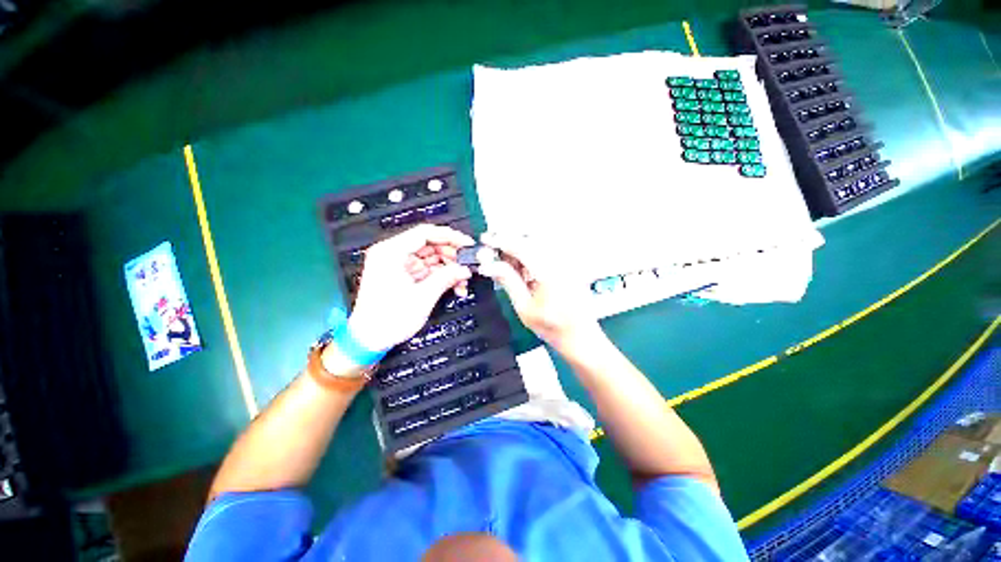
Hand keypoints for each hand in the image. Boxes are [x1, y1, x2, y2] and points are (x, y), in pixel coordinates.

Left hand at [347, 225, 473, 352]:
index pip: (425, 233)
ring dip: (449, 268)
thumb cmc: (387, 319)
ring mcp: (399, 265)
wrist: (370, 339)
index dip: (450, 236)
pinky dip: (442, 276)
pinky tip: (454, 286)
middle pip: (430, 245)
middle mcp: (393, 254)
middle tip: (467, 265)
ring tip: (462, 280)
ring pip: (432, 257)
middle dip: (452, 256)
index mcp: (390, 253)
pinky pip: (428, 269)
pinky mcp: (404, 275)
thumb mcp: (423, 297)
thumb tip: (464, 269)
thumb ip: (446, 278)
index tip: (467, 244)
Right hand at [476, 232, 599, 349]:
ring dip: (518, 247)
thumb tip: (489, 265)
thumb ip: (507, 281)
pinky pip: (546, 250)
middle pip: (529, 239)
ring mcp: (567, 261)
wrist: (580, 335)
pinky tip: (523, 268)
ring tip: (506, 263)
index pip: (521, 246)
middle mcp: (561, 261)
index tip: (485, 240)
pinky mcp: (568, 264)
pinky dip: (530, 253)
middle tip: (493, 251)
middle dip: (508, 241)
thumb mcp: (524, 307)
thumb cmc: (553, 327)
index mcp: (549, 272)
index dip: (500, 240)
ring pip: (537, 242)